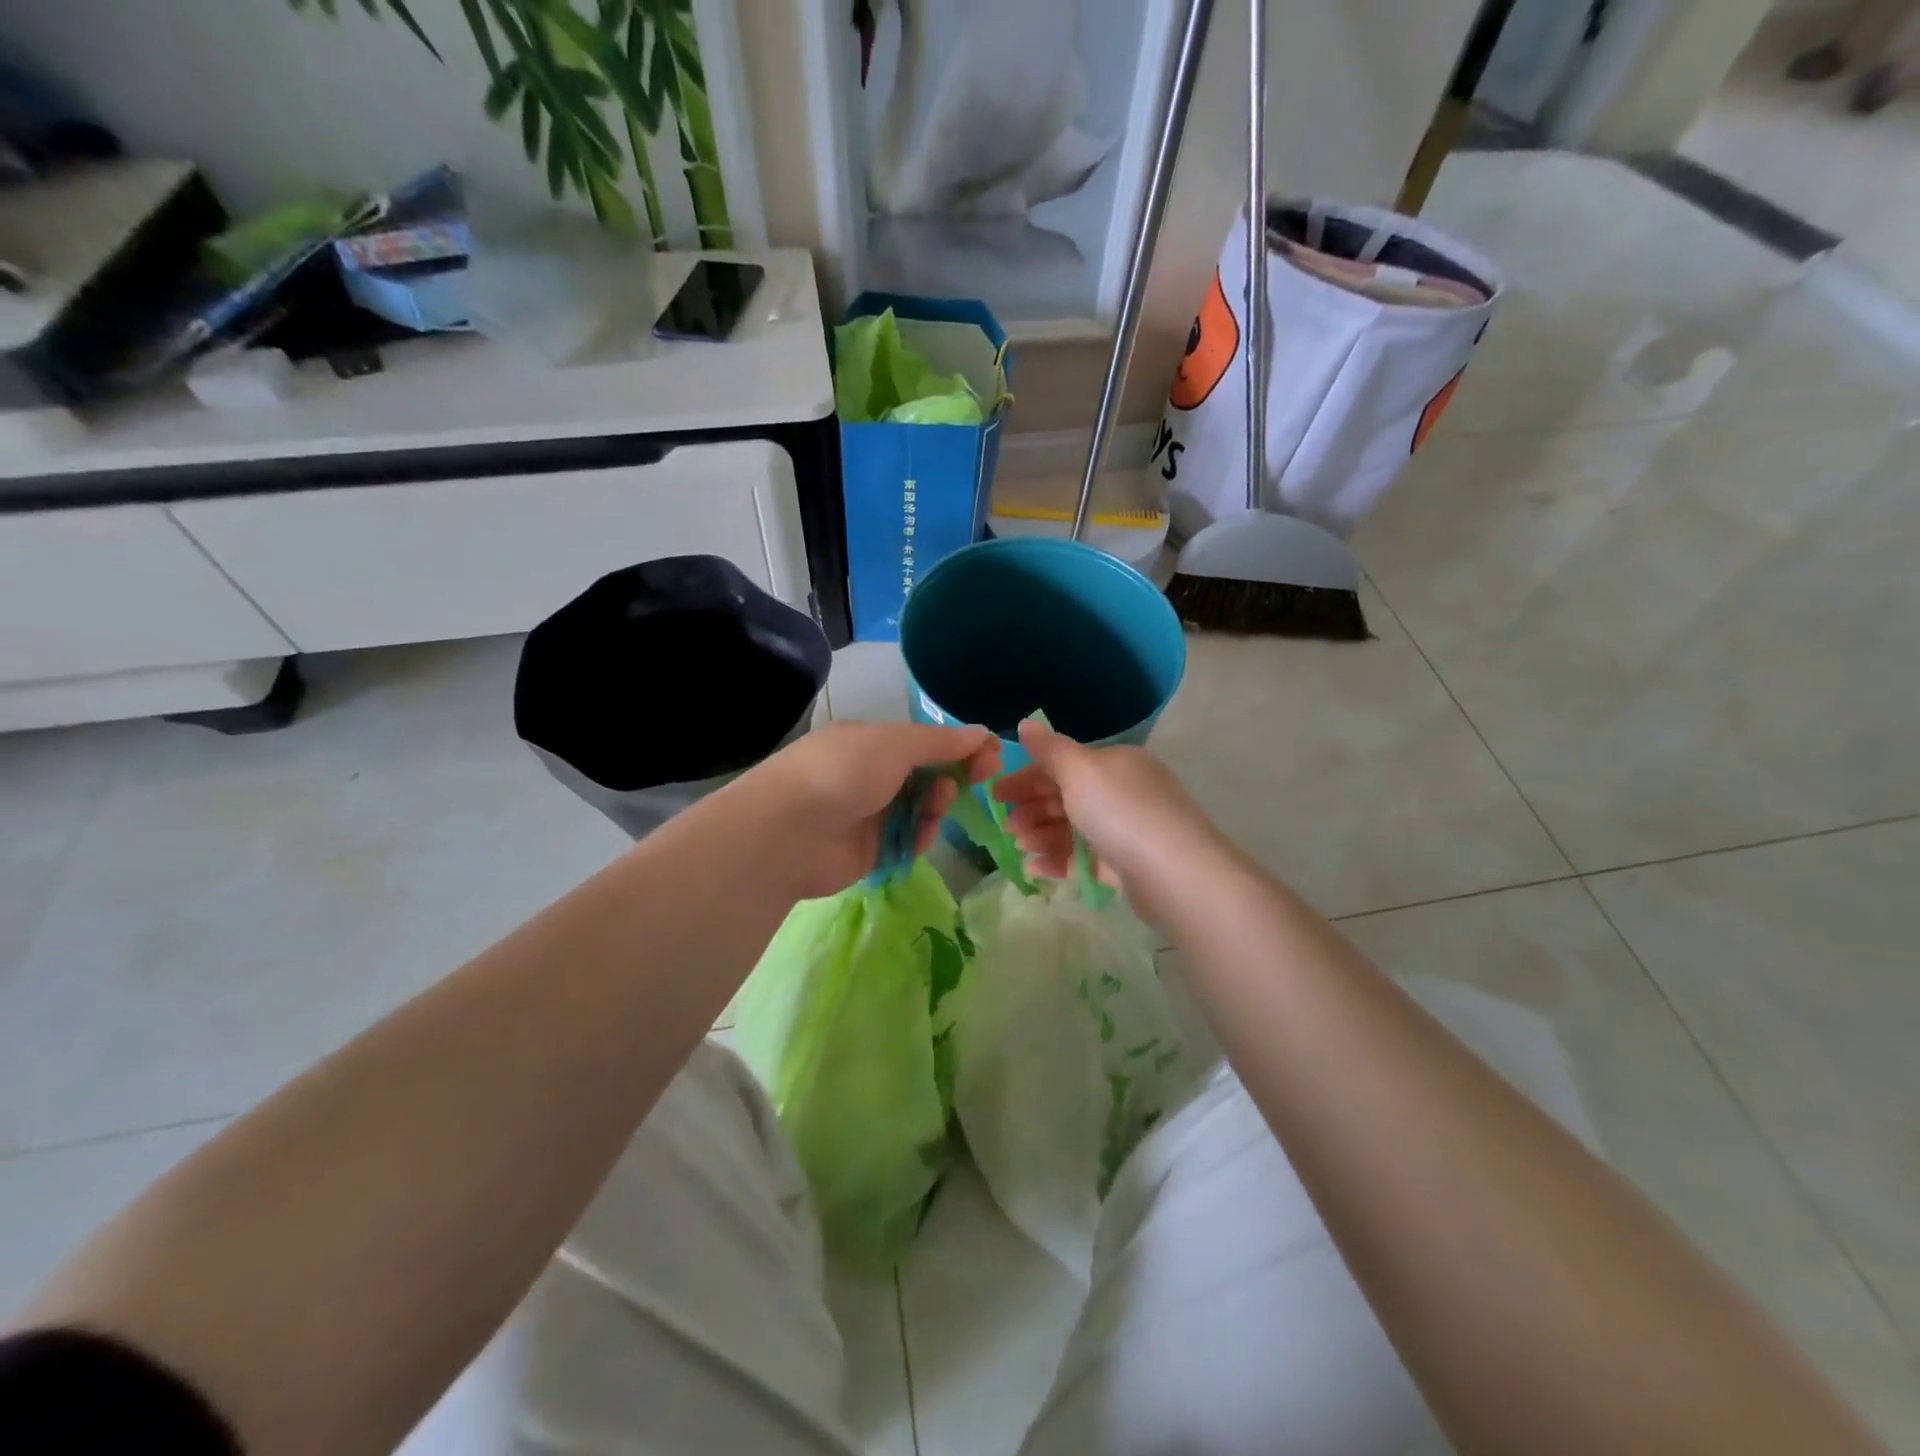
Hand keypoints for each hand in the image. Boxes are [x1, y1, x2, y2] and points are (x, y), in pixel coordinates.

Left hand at [738, 722, 1000, 899]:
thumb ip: (940, 742)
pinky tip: (921, 833)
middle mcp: (871, 775)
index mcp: (871, 742)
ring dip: (937, 804)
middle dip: (956, 773)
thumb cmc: (842, 772)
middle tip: (983, 776)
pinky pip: (909, 840)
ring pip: (922, 808)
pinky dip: (920, 835)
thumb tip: (980, 732)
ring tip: (937, 804)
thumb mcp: (895, 745)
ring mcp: (870, 814)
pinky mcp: (871, 850)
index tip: (991, 753)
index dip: (959, 745)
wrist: (788, 832)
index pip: (925, 741)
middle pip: (927, 774)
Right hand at [992, 718, 1227, 929]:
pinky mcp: (1125, 865)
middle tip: (1006, 826)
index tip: (995, 794)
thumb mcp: (1080, 770)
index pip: (1062, 764)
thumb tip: (1025, 723)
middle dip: (1032, 809)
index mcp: (1115, 763)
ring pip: (1072, 828)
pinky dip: (1058, 860)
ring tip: (1020, 847)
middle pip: (1066, 796)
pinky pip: (1083, 858)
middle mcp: (1122, 791)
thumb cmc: (1121, 811)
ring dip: (1041, 835)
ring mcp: (1125, 829)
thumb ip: (1049, 749)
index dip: (1026, 777)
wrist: (1174, 872)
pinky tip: (1035, 870)